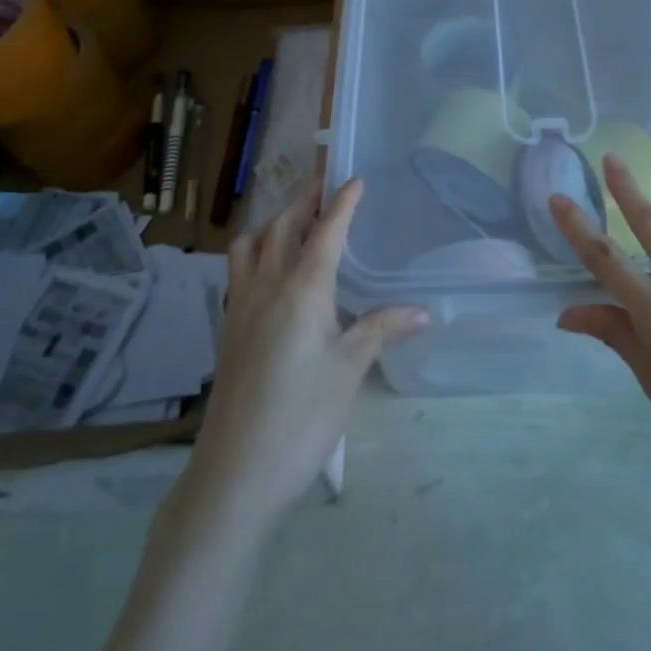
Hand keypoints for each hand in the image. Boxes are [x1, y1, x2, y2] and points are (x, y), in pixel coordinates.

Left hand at [186, 179, 425, 526]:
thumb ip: (382, 329)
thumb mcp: (350, 369)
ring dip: (273, 223)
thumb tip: (422, 311)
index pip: (326, 230)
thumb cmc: (302, 415)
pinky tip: (269, 272)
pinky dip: (255, 251)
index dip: (342, 202)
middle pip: (283, 226)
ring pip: (251, 244)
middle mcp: (267, 285)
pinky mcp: (228, 329)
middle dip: (305, 200)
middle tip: (325, 186)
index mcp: (303, 287)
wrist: (236, 472)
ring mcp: (241, 306)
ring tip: (294, 223)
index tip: (354, 178)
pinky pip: (238, 270)